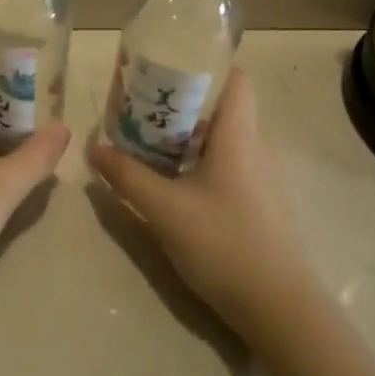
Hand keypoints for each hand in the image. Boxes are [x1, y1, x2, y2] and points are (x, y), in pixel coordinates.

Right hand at [88, 70, 315, 348]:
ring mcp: (264, 180)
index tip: (168, 68)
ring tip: (151, 143)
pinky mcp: (263, 207)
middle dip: (184, 103)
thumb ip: (127, 176)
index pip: (236, 78)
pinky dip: (203, 164)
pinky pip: (231, 167)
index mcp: (239, 135)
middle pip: (224, 108)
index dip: (206, 65)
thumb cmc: (224, 244)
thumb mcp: (164, 209)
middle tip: (143, 108)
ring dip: (191, 137)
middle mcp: (257, 148)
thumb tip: (93, 149)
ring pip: (225, 140)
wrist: (281, 310)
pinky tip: (177, 184)